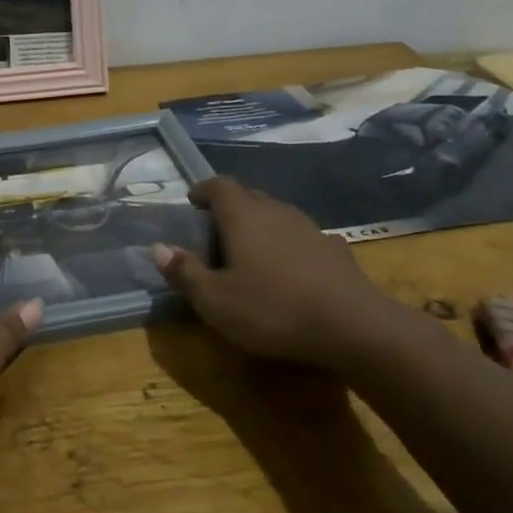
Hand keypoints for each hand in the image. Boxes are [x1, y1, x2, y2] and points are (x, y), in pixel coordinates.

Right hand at [155, 176, 409, 370]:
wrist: (354, 326)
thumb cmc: (273, 310)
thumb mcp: (215, 301)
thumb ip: (185, 272)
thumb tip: (158, 248)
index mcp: (242, 216)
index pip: (219, 185)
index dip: (203, 190)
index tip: (193, 201)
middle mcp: (276, 211)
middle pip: (249, 195)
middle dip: (230, 206)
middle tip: (215, 229)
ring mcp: (310, 228)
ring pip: (278, 214)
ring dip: (261, 224)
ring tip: (251, 249)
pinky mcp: (336, 250)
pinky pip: (304, 237)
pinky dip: (290, 245)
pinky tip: (291, 269)